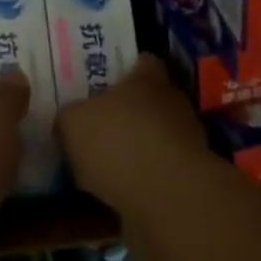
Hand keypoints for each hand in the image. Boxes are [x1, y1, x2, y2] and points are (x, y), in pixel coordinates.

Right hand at [57, 56, 208, 209]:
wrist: (168, 198)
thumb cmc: (119, 142)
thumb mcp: (73, 122)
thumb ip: (71, 115)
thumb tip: (71, 118)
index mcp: (148, 78)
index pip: (142, 62)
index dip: (123, 70)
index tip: (102, 81)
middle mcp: (173, 103)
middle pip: (149, 100)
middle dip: (127, 112)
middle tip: (96, 125)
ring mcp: (187, 141)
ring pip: (155, 137)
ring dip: (135, 148)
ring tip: (102, 164)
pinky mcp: (190, 178)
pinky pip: (159, 171)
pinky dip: (141, 179)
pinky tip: (116, 191)